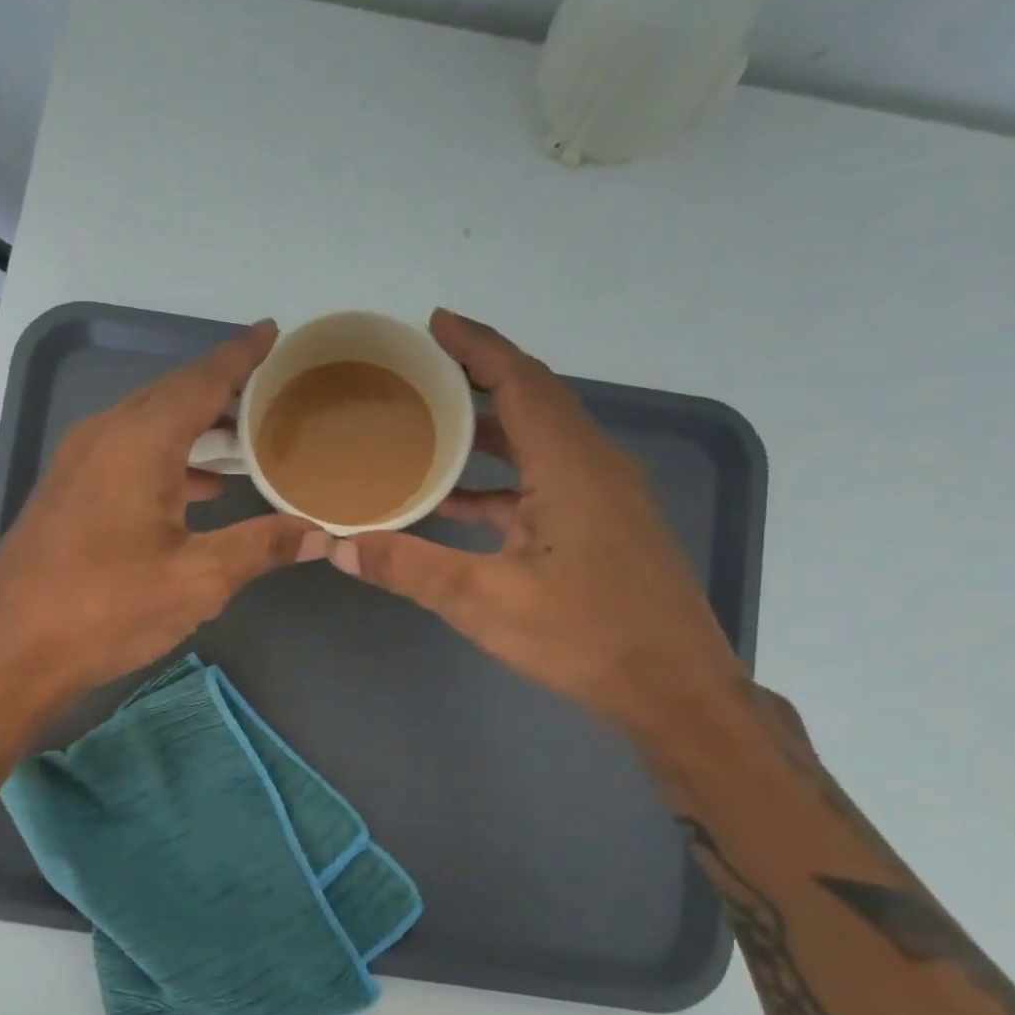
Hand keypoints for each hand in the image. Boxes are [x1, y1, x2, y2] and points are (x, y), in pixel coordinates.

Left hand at [0, 320, 326, 695]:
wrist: (11, 649)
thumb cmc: (106, 608)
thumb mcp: (196, 580)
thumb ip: (260, 548)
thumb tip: (321, 534)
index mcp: (139, 441)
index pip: (202, 380)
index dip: (241, 356)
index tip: (273, 332)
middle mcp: (105, 435)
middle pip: (172, 394)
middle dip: (221, 389)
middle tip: (270, 392)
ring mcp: (78, 462)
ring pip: (147, 423)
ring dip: (194, 427)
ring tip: (243, 440)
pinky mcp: (67, 490)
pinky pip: (126, 452)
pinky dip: (167, 457)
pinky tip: (194, 490)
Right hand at [332, 309, 743, 736]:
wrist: (675, 691)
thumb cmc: (586, 638)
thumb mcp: (485, 602)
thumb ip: (409, 568)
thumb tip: (338, 545)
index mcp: (572, 466)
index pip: (522, 380)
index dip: (478, 346)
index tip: (433, 323)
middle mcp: (594, 466)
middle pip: (533, 399)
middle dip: (478, 377)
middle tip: (419, 370)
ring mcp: (604, 497)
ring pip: (539, 441)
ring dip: (487, 428)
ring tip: (427, 424)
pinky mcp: (603, 525)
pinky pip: (544, 479)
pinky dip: (501, 477)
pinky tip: (457, 499)